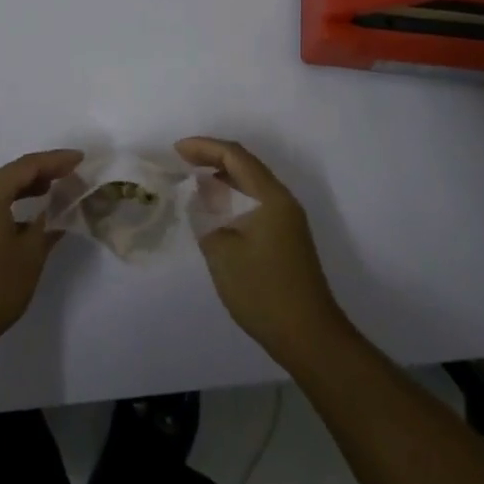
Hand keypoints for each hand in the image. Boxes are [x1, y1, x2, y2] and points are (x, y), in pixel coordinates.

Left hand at [0, 149, 81, 357]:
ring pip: (1, 190)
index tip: (81, 158)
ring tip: (55, 190)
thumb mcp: (30, 255)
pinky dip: (13, 204)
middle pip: (12, 174)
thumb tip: (59, 212)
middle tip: (72, 174)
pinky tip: (31, 218)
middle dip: (43, 172)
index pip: (28, 165)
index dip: (57, 160)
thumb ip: (47, 226)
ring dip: (28, 188)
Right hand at [176, 137, 348, 366]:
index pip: (235, 156)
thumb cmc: (263, 290)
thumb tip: (202, 196)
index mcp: (270, 196)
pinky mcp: (286, 237)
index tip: (175, 150)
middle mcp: (282, 200)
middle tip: (181, 160)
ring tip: (193, 179)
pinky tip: (215, 208)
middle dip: (212, 157)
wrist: (308, 336)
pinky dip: (233, 196)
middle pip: (245, 164)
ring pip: (251, 183)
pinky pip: (255, 201)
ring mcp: (287, 219)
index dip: (204, 147)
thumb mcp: (223, 251)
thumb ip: (207, 216)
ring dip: (223, 177)